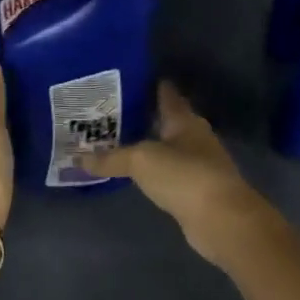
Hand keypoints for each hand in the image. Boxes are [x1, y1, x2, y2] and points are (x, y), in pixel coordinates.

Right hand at [86, 83, 270, 265]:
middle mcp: (194, 137)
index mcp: (184, 120)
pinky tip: (135, 173)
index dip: (147, 85)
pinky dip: (152, 170)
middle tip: (109, 113)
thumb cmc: (183, 176)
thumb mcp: (141, 161)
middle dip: (141, 116)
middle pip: (165, 121)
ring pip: (167, 148)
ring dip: (146, 145)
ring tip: (115, 141)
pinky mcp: (196, 190)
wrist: (221, 219)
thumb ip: (110, 158)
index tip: (123, 80)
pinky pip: (168, 173)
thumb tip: (77, 158)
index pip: (166, 94)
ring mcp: (198, 164)